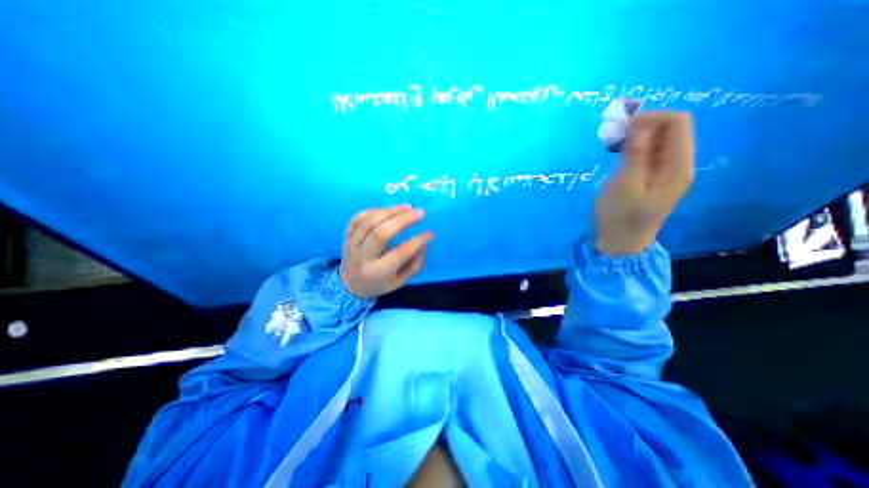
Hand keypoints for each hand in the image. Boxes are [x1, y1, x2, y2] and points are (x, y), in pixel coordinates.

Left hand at [339, 203, 434, 295]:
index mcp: (377, 272)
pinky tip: (388, 210)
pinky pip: (357, 218)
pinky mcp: (345, 236)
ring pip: (369, 222)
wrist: (351, 285)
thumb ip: (414, 263)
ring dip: (390, 211)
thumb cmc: (380, 283)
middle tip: (419, 212)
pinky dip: (374, 210)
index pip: (400, 253)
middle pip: (380, 233)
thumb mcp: (401, 280)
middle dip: (402, 220)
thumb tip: (423, 242)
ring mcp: (351, 245)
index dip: (417, 241)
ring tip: (407, 207)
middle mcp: (362, 258)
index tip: (430, 233)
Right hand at [594, 111, 697, 255]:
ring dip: (635, 137)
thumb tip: (640, 122)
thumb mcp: (623, 183)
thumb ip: (634, 152)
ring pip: (657, 140)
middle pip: (669, 129)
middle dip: (641, 126)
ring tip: (611, 146)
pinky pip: (649, 153)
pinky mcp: (653, 178)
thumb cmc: (619, 216)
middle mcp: (678, 164)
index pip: (677, 121)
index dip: (649, 117)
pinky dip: (633, 149)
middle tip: (611, 137)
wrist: (620, 242)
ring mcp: (666, 172)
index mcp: (677, 166)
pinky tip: (617, 155)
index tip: (620, 128)